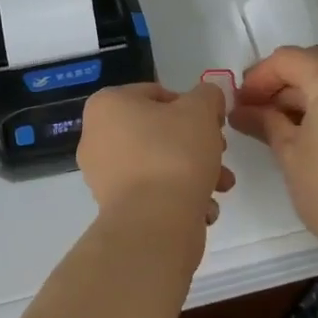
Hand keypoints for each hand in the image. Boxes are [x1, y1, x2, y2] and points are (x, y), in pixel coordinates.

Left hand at [78, 81, 234, 246]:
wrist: (154, 223)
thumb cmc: (173, 153)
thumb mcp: (201, 110)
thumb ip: (208, 95)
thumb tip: (208, 98)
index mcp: (108, 105)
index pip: (157, 94)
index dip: (192, 106)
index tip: (214, 124)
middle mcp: (96, 136)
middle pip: (159, 131)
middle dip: (196, 143)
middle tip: (220, 153)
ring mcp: (102, 174)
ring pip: (159, 163)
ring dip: (194, 171)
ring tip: (221, 187)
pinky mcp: (114, 207)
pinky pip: (151, 192)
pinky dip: (178, 196)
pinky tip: (203, 208)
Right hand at [230, 46, 317, 263]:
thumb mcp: (289, 152)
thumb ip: (264, 120)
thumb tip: (241, 110)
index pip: (287, 60)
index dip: (258, 77)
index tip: (238, 102)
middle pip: (311, 62)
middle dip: (279, 82)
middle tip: (252, 109)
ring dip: (300, 92)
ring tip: (272, 121)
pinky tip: (301, 126)